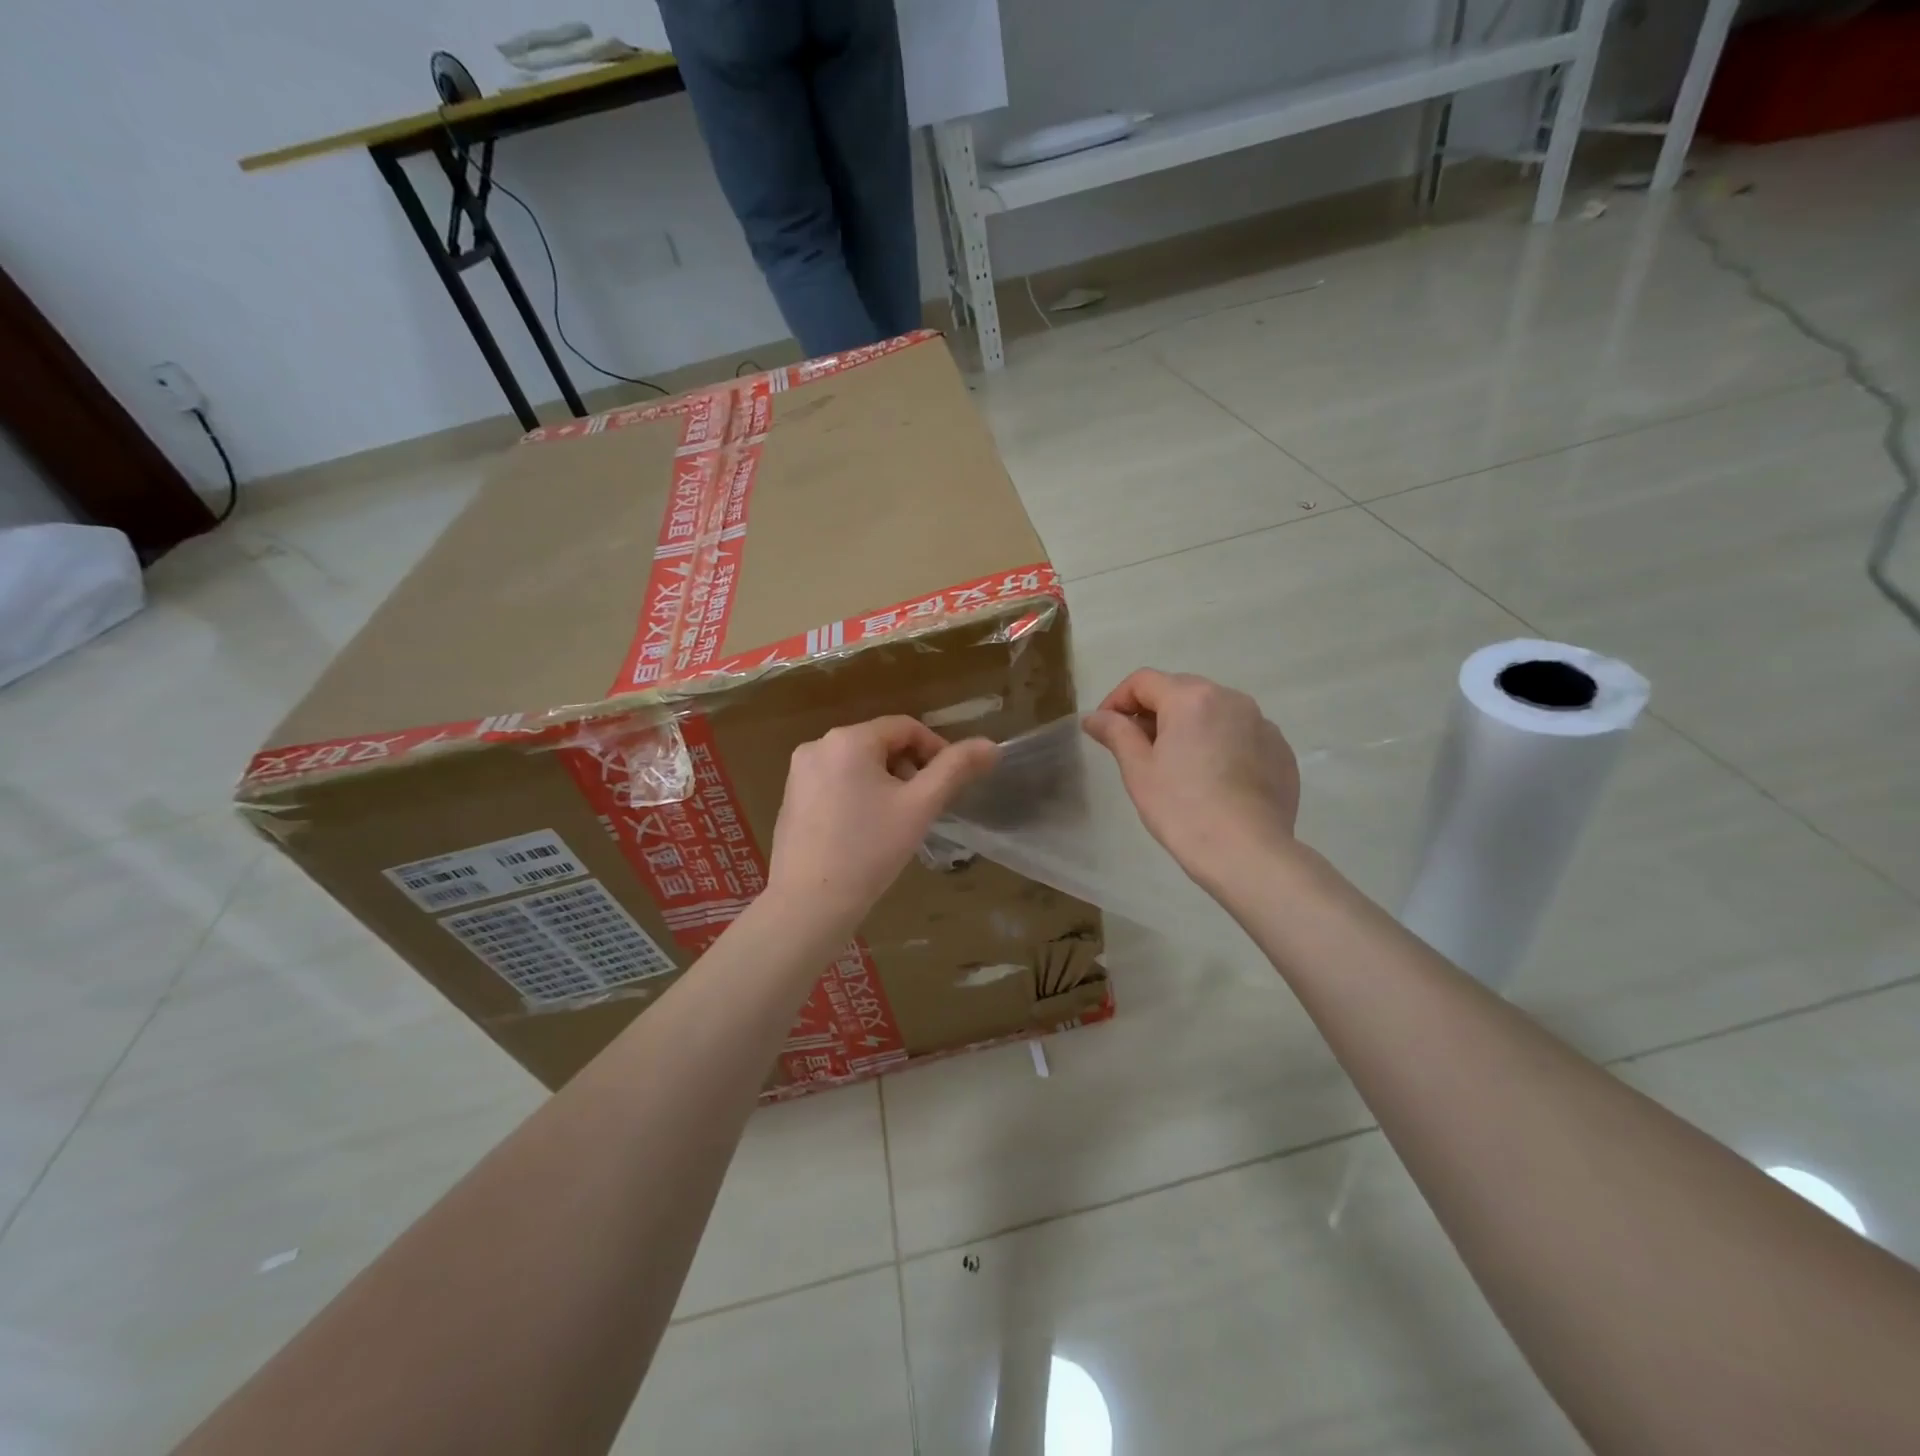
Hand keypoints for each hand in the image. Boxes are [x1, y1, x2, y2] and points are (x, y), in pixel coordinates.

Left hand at [766, 717, 998, 933]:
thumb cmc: (869, 851)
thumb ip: (956, 769)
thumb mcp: (920, 806)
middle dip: (909, 769)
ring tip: (896, 822)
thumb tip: (991, 745)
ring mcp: (799, 773)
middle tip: (924, 807)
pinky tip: (865, 832)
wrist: (808, 904)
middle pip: (880, 744)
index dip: (936, 749)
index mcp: (848, 739)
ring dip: (885, 783)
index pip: (906, 727)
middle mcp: (817, 746)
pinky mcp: (790, 799)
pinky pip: (835, 782)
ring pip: (858, 764)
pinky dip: (858, 795)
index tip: (950, 783)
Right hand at [1083, 669, 1299, 889]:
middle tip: (1138, 748)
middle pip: (1181, 690)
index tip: (1105, 728)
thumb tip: (1094, 717)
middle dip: (1154, 711)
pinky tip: (1213, 779)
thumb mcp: (1139, 770)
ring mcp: (1262, 723)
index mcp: (1191, 698)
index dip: (1117, 700)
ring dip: (1189, 726)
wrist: (1247, 852)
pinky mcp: (1280, 750)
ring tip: (1177, 764)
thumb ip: (1116, 733)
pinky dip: (1220, 744)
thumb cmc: (1182, 809)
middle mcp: (1231, 698)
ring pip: (1214, 711)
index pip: (1143, 681)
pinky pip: (1240, 734)